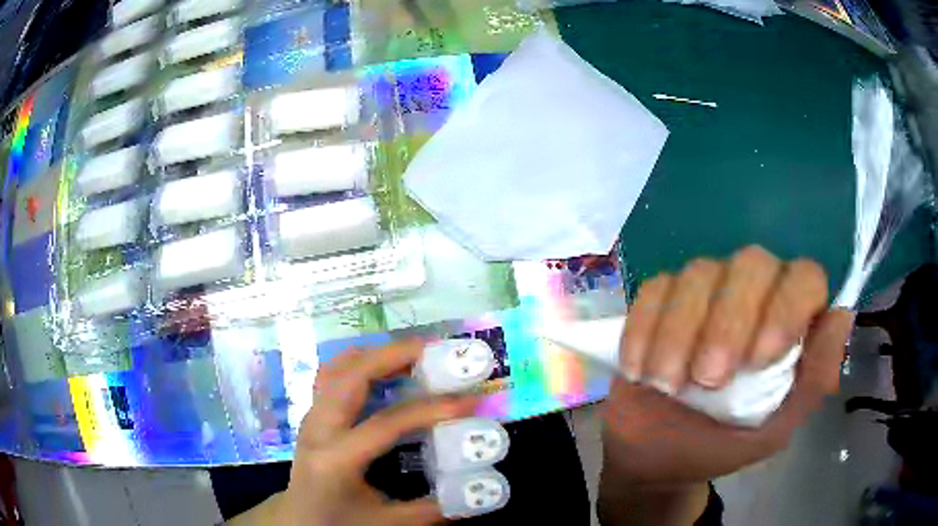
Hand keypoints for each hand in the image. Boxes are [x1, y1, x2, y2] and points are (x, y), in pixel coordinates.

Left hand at [232, 340, 476, 525]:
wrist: (298, 519)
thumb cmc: (338, 523)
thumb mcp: (387, 523)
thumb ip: (432, 510)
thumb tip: (478, 493)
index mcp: (336, 460)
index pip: (385, 423)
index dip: (429, 409)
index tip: (468, 400)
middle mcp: (318, 429)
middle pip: (351, 376)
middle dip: (394, 355)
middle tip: (435, 351)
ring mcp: (311, 416)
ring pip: (338, 367)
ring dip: (377, 354)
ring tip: (414, 353)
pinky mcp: (313, 414)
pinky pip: (333, 374)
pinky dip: (361, 362)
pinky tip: (385, 368)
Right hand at [603, 246, 853, 483]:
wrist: (654, 459)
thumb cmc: (720, 446)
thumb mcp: (773, 430)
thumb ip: (813, 382)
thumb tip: (841, 317)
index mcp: (788, 322)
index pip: (804, 278)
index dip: (787, 307)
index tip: (758, 360)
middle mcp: (752, 295)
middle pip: (751, 263)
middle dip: (729, 320)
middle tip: (708, 379)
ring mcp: (704, 293)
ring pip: (700, 272)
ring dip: (680, 332)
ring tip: (667, 384)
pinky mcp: (660, 301)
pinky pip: (655, 289)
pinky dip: (645, 329)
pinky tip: (639, 370)